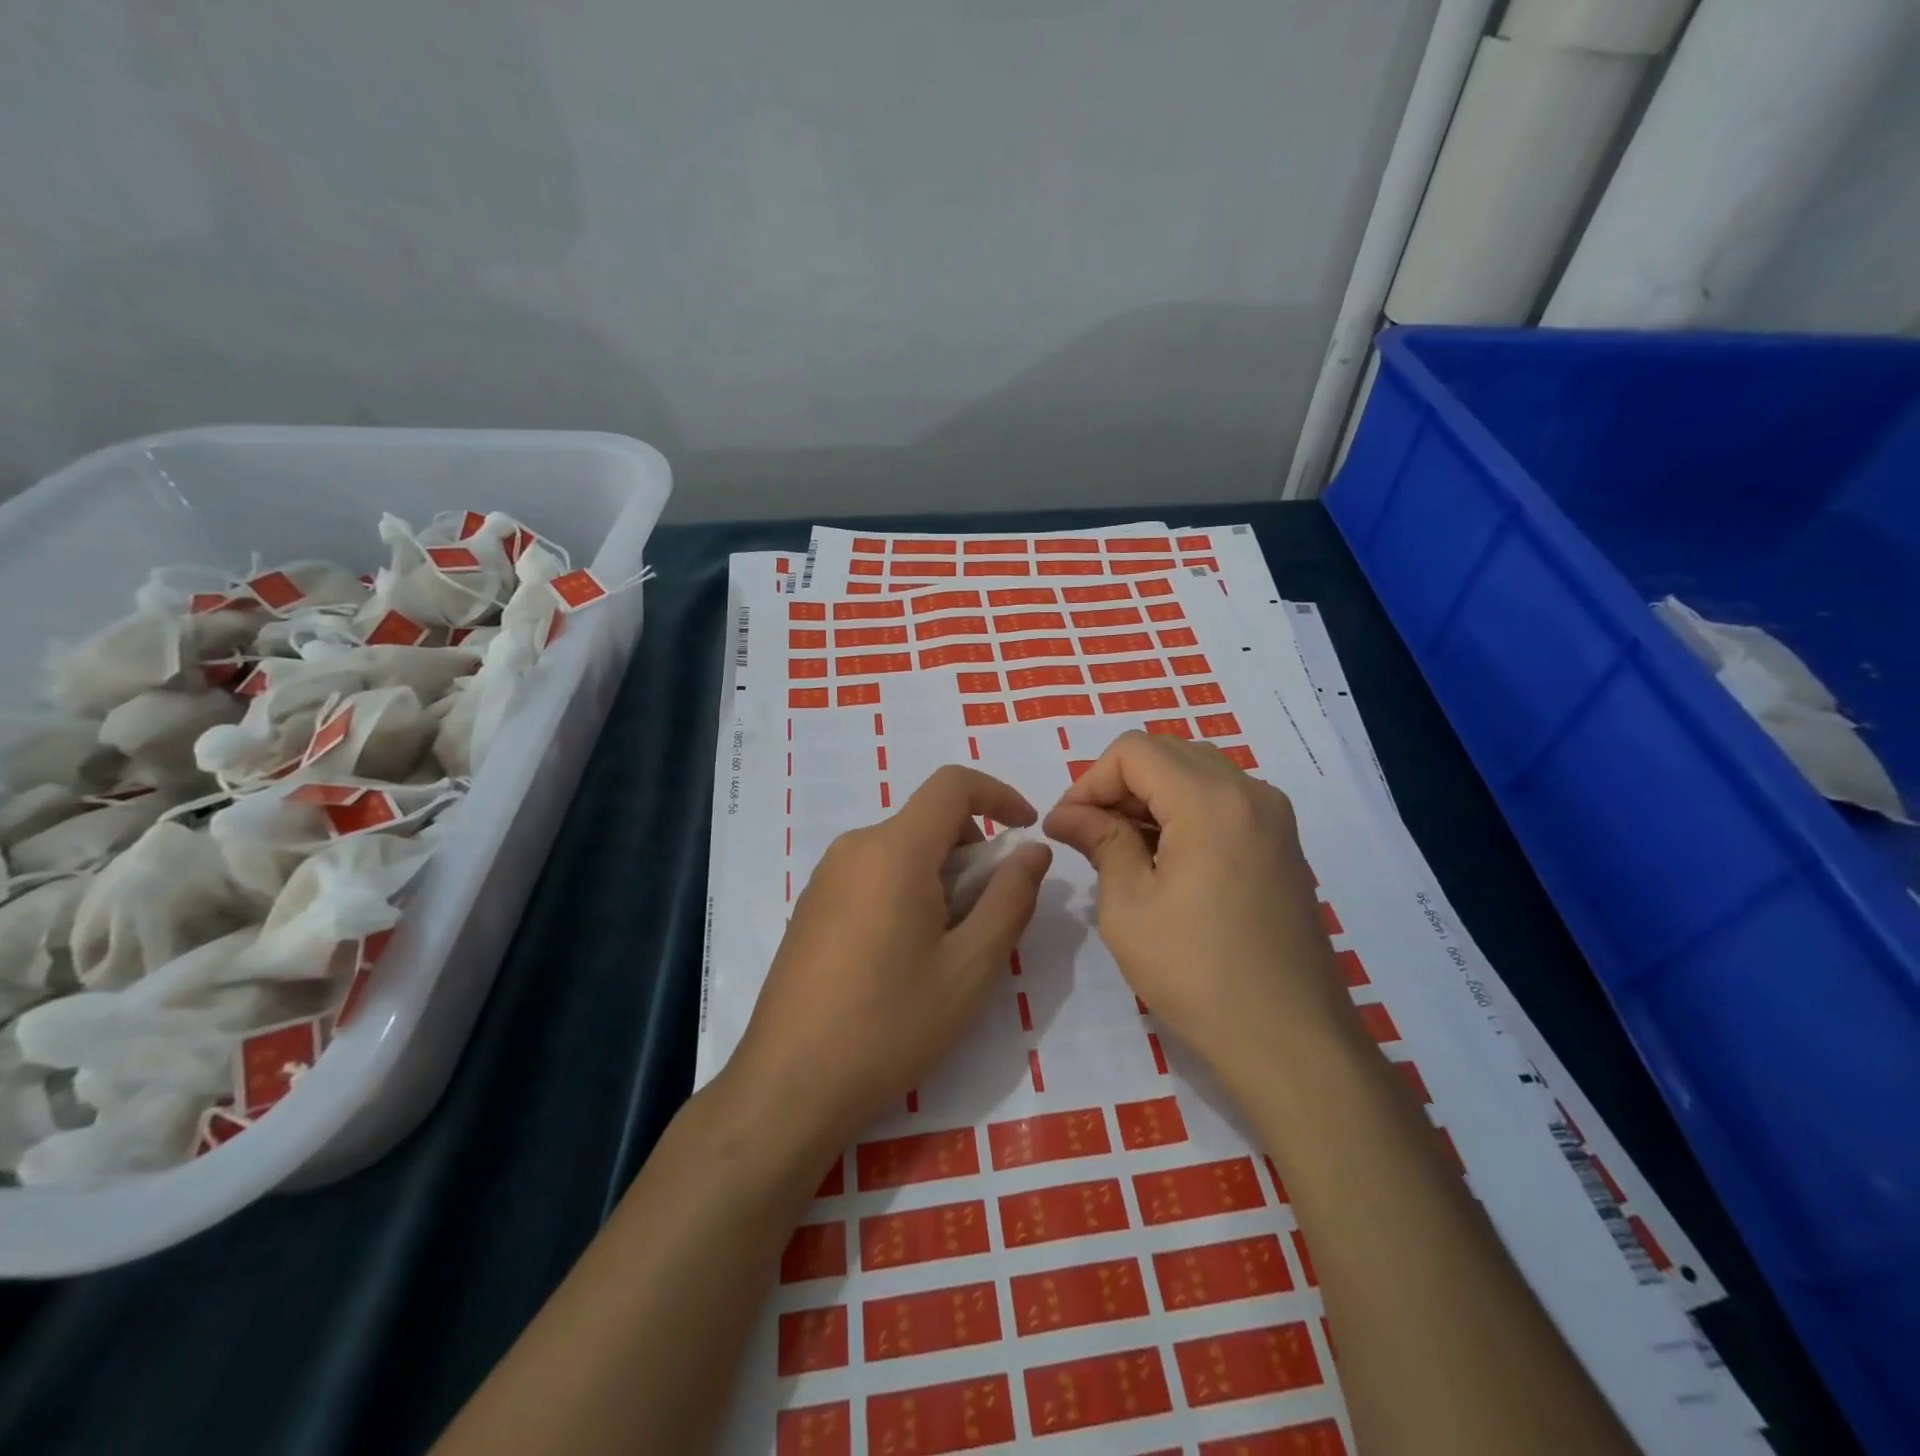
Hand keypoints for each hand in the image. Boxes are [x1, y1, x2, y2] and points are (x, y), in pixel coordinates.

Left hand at [729, 766, 1052, 1159]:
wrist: (788, 1087)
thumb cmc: (890, 1026)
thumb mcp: (970, 967)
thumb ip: (1010, 898)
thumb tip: (1032, 851)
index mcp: (893, 850)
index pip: (952, 784)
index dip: (998, 794)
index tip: (1027, 830)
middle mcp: (853, 849)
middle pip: (927, 821)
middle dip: (972, 852)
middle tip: (988, 916)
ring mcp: (825, 878)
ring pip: (902, 851)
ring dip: (940, 877)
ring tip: (947, 948)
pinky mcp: (811, 907)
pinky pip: (873, 875)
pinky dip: (907, 891)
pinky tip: (904, 959)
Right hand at [1043, 731, 1359, 1091]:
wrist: (1291, 1039)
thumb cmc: (1197, 974)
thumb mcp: (1129, 907)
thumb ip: (1100, 842)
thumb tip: (1067, 814)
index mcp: (1210, 801)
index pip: (1134, 751)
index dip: (1089, 780)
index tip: (1066, 826)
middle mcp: (1250, 792)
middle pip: (1167, 753)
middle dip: (1117, 784)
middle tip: (1087, 833)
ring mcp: (1274, 816)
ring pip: (1196, 771)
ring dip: (1150, 795)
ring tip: (1120, 846)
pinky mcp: (1282, 843)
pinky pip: (1223, 799)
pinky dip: (1183, 810)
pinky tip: (1163, 858)